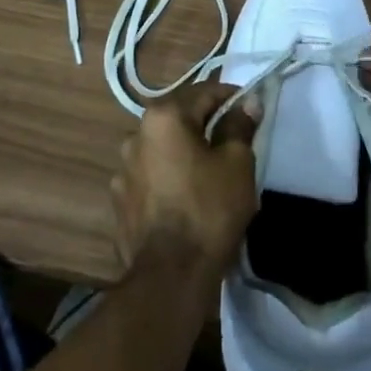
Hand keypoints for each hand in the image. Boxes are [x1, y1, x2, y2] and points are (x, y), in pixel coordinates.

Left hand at [111, 80, 259, 281]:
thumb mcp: (237, 164)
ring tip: (209, 174)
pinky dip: (169, 178)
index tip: (250, 111)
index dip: (231, 98)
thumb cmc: (209, 210)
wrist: (170, 278)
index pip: (204, 92)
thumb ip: (240, 126)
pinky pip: (151, 177)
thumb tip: (247, 103)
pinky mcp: (120, 202)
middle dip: (207, 125)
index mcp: (163, 117)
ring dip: (184, 153)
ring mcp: (123, 170)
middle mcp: (136, 135)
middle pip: (180, 119)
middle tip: (234, 143)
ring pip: (163, 149)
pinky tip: (185, 198)